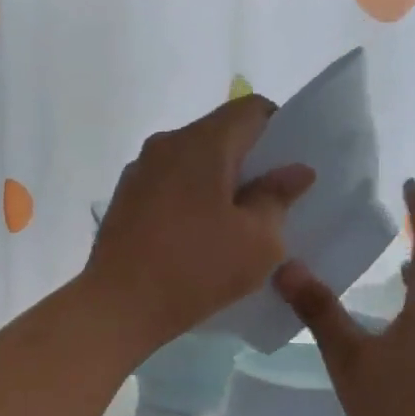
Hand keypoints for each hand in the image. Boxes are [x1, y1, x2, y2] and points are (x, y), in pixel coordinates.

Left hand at [86, 96, 314, 354]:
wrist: (118, 306)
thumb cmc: (197, 268)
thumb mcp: (258, 241)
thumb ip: (278, 197)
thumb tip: (296, 170)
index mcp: (203, 142)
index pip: (251, 109)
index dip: (280, 129)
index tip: (290, 166)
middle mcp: (167, 143)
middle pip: (220, 134)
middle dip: (250, 160)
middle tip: (272, 199)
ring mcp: (140, 170)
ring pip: (192, 161)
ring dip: (218, 182)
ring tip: (235, 222)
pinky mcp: (125, 198)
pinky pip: (169, 184)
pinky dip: (191, 198)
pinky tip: (199, 236)